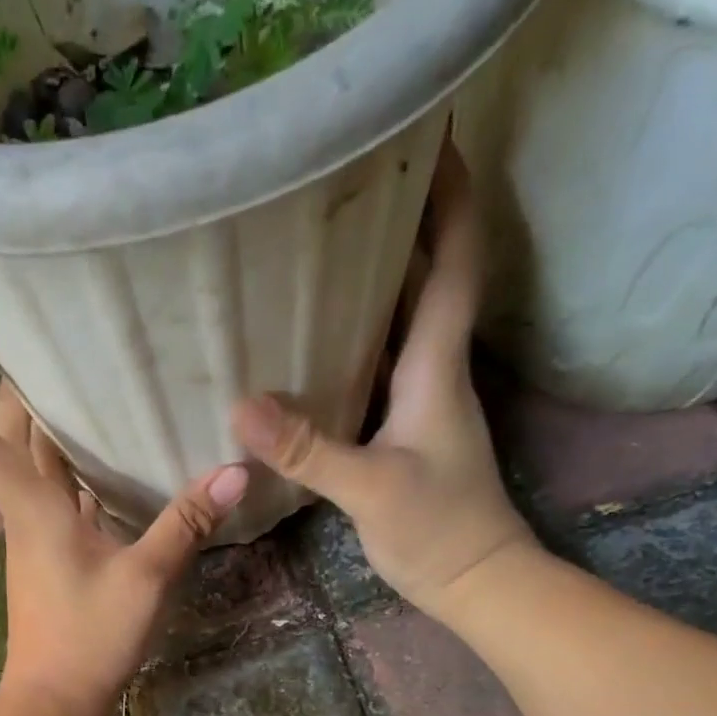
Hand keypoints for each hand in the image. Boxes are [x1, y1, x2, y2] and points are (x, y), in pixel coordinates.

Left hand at [0, 314, 249, 715]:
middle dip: (11, 384)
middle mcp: (23, 512)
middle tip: (44, 336)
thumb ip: (186, 523)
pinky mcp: (51, 553)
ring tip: (78, 376)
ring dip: (40, 421)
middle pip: (3, 436)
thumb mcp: (145, 579)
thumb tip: (235, 472)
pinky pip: (52, 491)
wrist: (55, 699)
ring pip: (28, 463)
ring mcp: (34, 534)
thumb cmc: (88, 638)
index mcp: (30, 508)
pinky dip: (67, 463)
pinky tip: (102, 451)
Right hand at [232, 147, 532, 614]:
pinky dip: (354, 339)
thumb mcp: (371, 489)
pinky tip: (313, 339)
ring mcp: (420, 400)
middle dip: (400, 222)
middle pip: (425, 277)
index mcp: (436, 365)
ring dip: (374, 278)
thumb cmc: (438, 529)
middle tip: (344, 181)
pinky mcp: (403, 429)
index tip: (427, 135)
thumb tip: (241, 405)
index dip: (448, 197)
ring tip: (318, 244)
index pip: (455, 262)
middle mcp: (433, 369)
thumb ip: (309, 449)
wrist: (475, 580)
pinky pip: (378, 364)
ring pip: (400, 321)